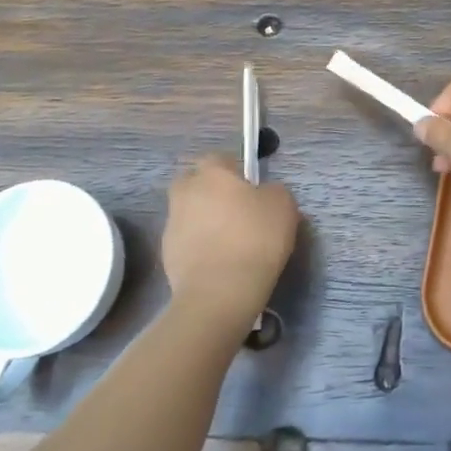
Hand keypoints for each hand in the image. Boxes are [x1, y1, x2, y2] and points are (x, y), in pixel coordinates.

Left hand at [162, 157, 298, 324]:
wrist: (220, 292)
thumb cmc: (255, 238)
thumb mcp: (283, 205)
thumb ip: (272, 191)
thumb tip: (263, 194)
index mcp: (211, 173)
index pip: (219, 158)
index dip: (235, 171)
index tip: (251, 189)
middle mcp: (185, 192)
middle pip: (195, 183)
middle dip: (211, 192)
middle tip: (236, 211)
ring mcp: (172, 224)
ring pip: (189, 213)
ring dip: (204, 220)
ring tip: (229, 243)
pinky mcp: (166, 255)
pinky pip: (187, 241)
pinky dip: (199, 247)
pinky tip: (219, 263)